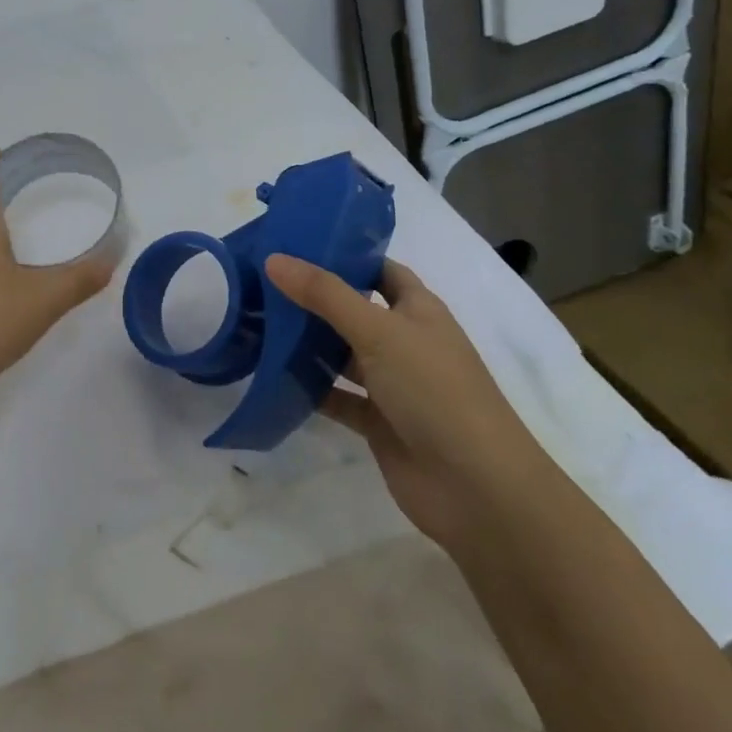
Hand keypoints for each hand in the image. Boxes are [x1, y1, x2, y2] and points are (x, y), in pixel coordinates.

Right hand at [265, 254, 545, 544]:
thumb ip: (324, 295)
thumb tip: (273, 258)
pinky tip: (270, 376)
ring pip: (342, 354)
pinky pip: (336, 396)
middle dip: (313, 298)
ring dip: (307, 343)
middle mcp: (406, 342)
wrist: (476, 487)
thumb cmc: (434, 391)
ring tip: (256, 322)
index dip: (345, 255)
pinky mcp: (378, 421)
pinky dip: (309, 388)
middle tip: (261, 281)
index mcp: (419, 310)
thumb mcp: (378, 332)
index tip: (296, 243)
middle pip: (354, 310)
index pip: (380, 270)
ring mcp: (392, 384)